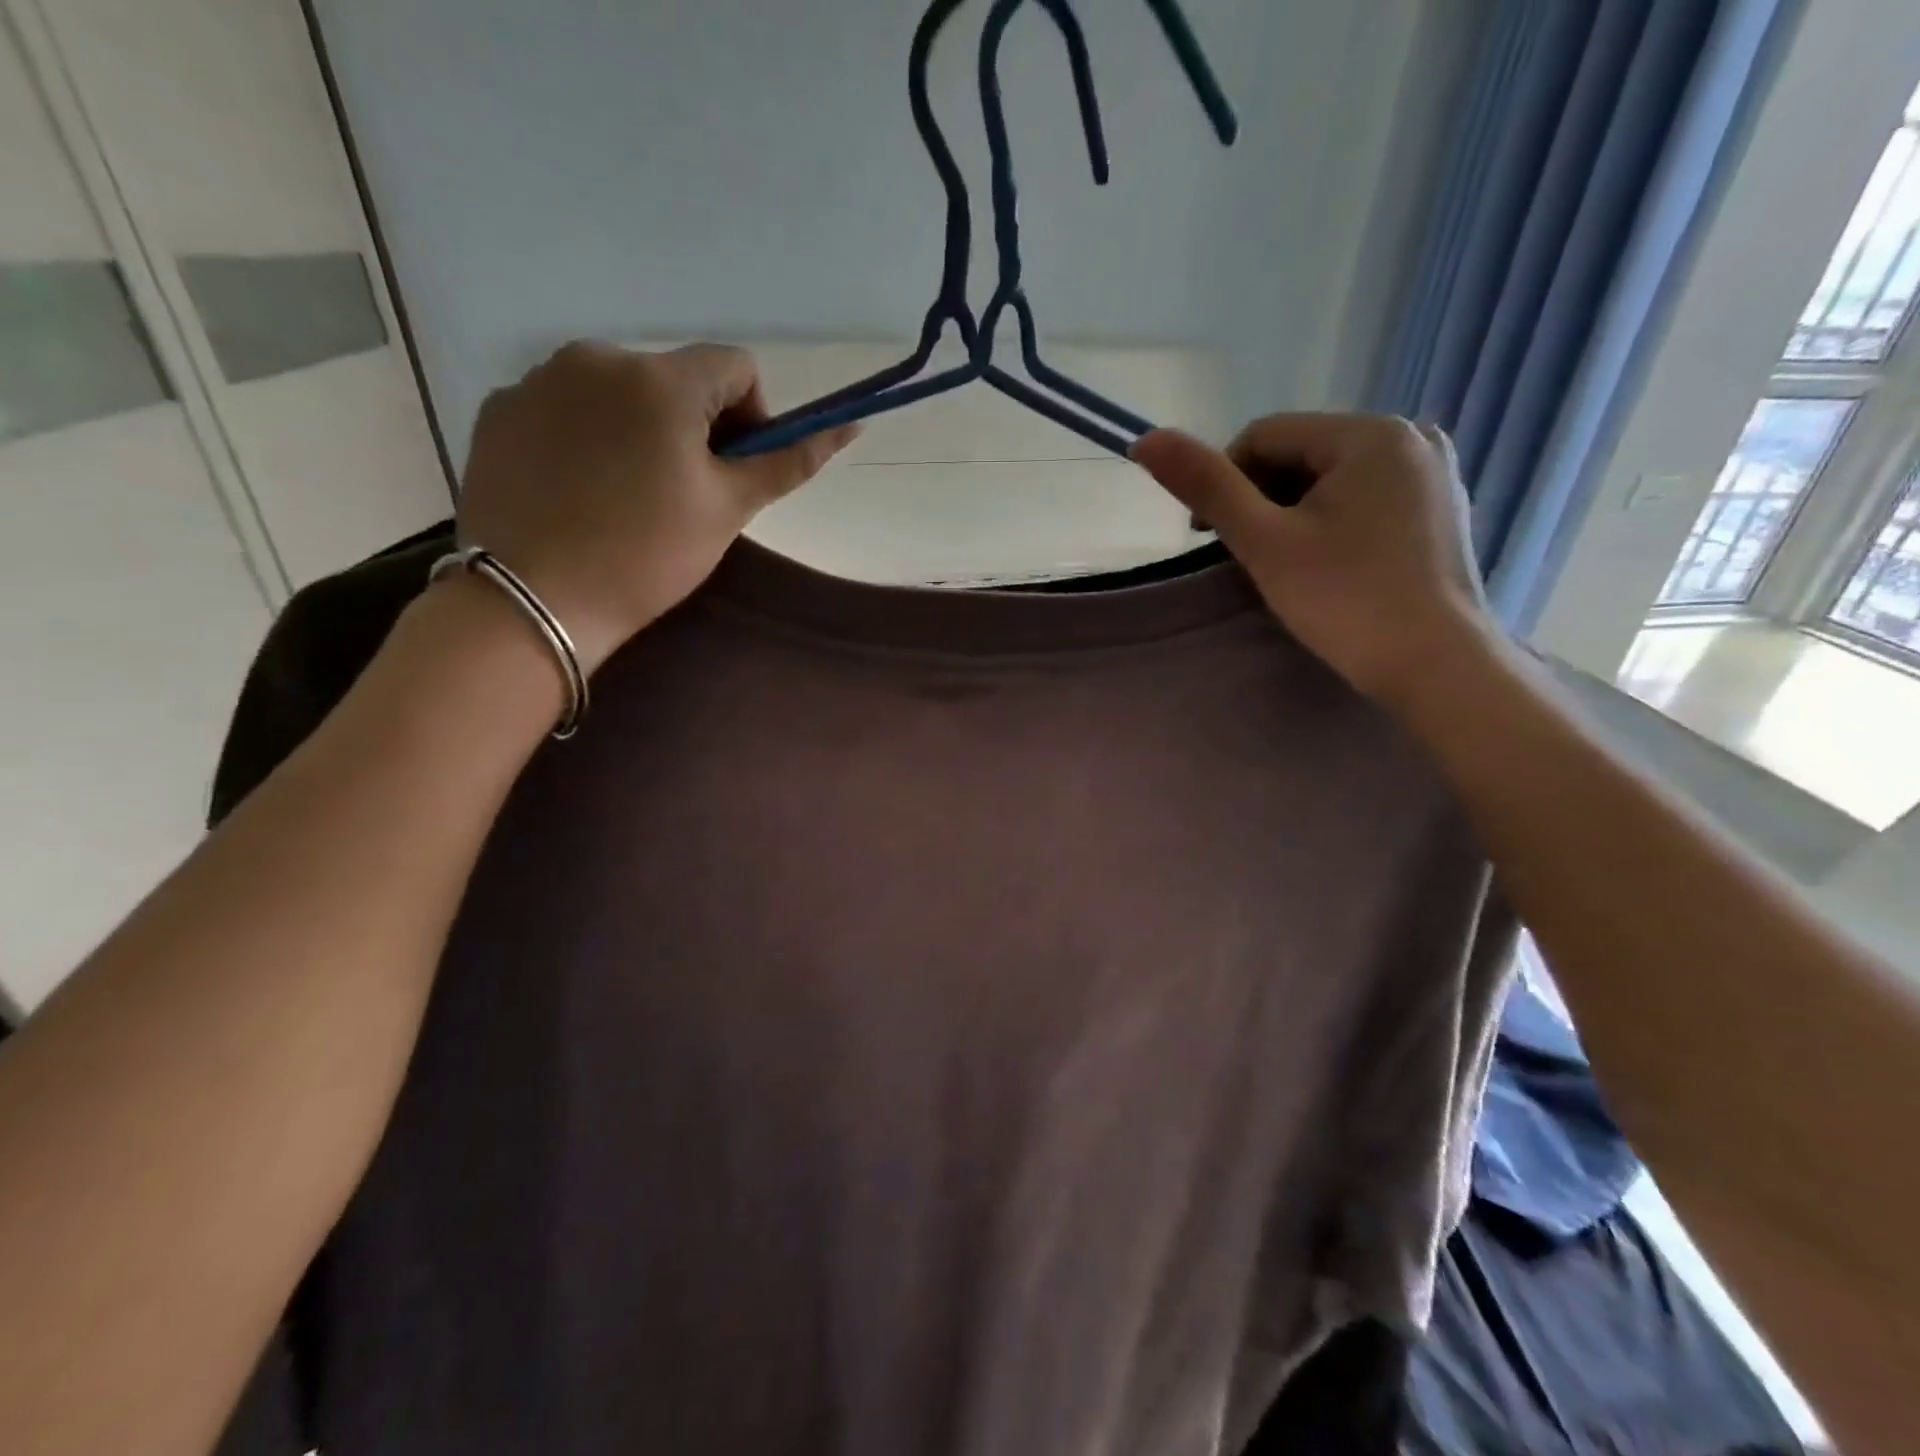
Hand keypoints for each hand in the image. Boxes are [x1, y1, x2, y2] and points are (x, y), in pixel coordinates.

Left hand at [455, 342, 856, 672]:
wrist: (533, 599)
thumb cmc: (647, 554)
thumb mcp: (728, 509)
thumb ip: (787, 461)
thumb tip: (849, 425)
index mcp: (661, 379)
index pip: (735, 367)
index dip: (751, 417)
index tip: (733, 471)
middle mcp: (597, 357)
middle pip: (675, 378)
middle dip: (692, 426)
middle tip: (682, 495)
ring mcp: (538, 379)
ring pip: (618, 392)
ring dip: (639, 429)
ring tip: (626, 496)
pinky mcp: (500, 409)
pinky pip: (566, 408)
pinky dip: (586, 438)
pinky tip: (580, 491)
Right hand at [1131, 414, 1495, 706]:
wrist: (1436, 667)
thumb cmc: (1345, 600)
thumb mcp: (1264, 541)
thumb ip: (1205, 485)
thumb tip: (1144, 439)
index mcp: (1371, 432)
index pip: (1265, 435)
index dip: (1222, 482)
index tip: (1204, 538)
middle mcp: (1412, 436)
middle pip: (1300, 455)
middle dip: (1261, 500)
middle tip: (1247, 557)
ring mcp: (1433, 473)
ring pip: (1331, 479)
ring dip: (1292, 513)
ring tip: (1284, 565)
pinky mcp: (1440, 510)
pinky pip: (1365, 498)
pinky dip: (1331, 523)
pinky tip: (1327, 566)